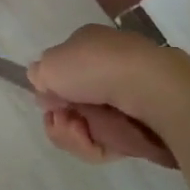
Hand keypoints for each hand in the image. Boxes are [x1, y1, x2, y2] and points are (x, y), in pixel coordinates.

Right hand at [28, 26, 189, 166]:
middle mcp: (106, 69)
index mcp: (88, 44)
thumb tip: (48, 89)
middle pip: (70, 104)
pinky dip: (96, 145)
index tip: (49, 99)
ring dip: (74, 134)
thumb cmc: (95, 67)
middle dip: (61, 118)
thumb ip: (39, 74)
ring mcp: (124, 99)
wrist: (150, 90)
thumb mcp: (50, 63)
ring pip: (85, 126)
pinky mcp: (138, 127)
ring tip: (82, 131)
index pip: (61, 71)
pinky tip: (96, 140)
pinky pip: (106, 143)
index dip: (50, 89)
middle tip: (64, 119)